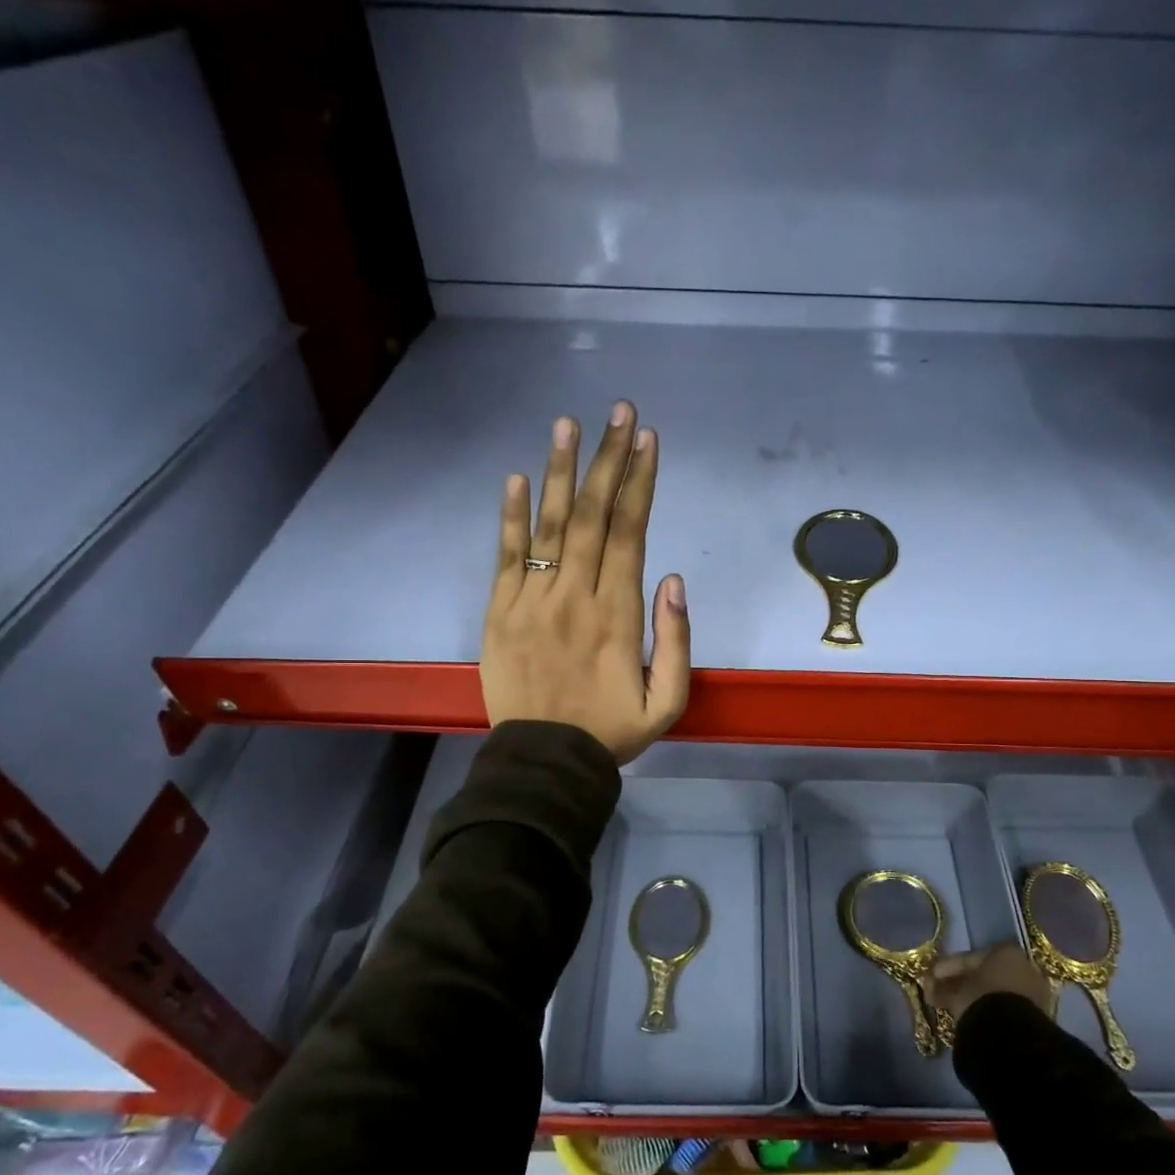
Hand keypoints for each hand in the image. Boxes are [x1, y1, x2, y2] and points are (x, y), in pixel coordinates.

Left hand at [481, 400, 690, 764]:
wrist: (544, 763)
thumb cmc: (611, 732)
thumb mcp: (667, 702)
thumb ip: (676, 641)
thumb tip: (674, 579)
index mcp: (618, 614)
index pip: (630, 533)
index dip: (640, 483)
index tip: (647, 440)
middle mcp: (575, 595)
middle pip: (593, 516)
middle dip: (608, 459)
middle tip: (618, 412)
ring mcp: (532, 601)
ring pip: (549, 525)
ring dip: (560, 472)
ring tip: (567, 424)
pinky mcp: (499, 613)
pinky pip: (505, 557)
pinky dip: (510, 517)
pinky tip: (516, 479)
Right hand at [924, 943, 1053, 1024]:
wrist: (1012, 1035)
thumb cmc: (981, 999)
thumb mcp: (956, 991)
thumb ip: (942, 986)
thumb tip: (929, 985)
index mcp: (1005, 951)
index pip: (969, 958)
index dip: (946, 968)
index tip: (930, 977)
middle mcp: (1023, 967)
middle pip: (984, 974)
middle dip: (960, 983)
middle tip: (938, 992)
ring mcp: (1032, 992)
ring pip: (995, 992)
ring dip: (973, 998)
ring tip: (951, 1008)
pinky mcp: (1037, 1017)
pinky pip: (1005, 1008)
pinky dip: (987, 1011)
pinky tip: (970, 1018)